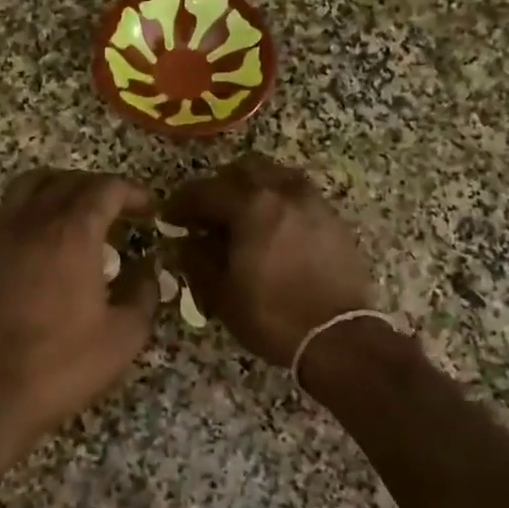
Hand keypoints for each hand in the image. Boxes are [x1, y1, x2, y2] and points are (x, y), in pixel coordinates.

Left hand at [0, 169, 158, 444]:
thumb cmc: (63, 364)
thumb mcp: (124, 335)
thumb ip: (145, 291)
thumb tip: (150, 267)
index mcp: (72, 232)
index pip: (106, 188)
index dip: (134, 193)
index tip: (150, 212)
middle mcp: (35, 219)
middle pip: (72, 180)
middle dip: (104, 190)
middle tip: (126, 214)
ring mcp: (3, 232)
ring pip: (35, 183)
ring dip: (65, 186)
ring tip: (84, 212)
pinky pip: (12, 204)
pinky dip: (37, 203)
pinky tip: (50, 234)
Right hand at [164, 154, 375, 365]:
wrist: (339, 337)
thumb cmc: (273, 316)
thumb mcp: (222, 294)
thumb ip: (198, 260)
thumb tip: (186, 242)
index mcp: (251, 206)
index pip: (205, 191)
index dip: (181, 202)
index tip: (169, 217)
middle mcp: (283, 193)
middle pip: (244, 170)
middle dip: (220, 186)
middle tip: (207, 213)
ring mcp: (313, 203)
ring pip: (276, 176)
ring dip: (253, 188)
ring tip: (243, 217)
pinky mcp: (333, 219)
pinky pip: (298, 195)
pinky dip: (279, 202)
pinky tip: (274, 230)